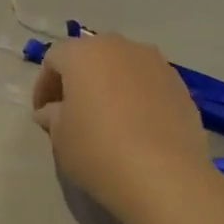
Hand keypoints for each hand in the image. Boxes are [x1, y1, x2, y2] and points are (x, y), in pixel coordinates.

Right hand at [32, 34, 219, 219]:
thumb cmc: (97, 148)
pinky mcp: (182, 88)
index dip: (43, 85)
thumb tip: (51, 111)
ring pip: (123, 68)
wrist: (164, 176)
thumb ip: (52, 115)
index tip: (42, 113)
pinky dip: (136, 99)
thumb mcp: (59, 135)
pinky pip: (148, 85)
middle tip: (70, 111)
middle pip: (91, 56)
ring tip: (105, 119)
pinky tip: (134, 129)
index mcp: (84, 52)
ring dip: (109, 87)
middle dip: (78, 80)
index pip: (54, 59)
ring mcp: (157, 65)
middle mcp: (122, 48)